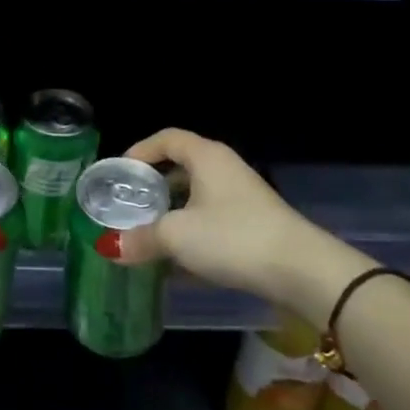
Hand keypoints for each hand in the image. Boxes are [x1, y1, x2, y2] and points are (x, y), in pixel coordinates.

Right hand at [115, 128, 368, 319]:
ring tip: (147, 234)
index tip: (120, 172)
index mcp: (206, 157)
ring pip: (197, 197)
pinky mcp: (253, 224)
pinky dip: (192, 232)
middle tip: (129, 205)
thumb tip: (108, 246)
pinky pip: (212, 219)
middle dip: (153, 186)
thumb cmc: (233, 237)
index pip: (167, 138)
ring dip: (171, 213)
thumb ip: (140, 238)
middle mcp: (225, 169)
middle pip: (181, 167)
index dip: (140, 150)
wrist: (301, 271)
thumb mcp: (177, 236)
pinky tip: (178, 261)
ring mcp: (242, 197)